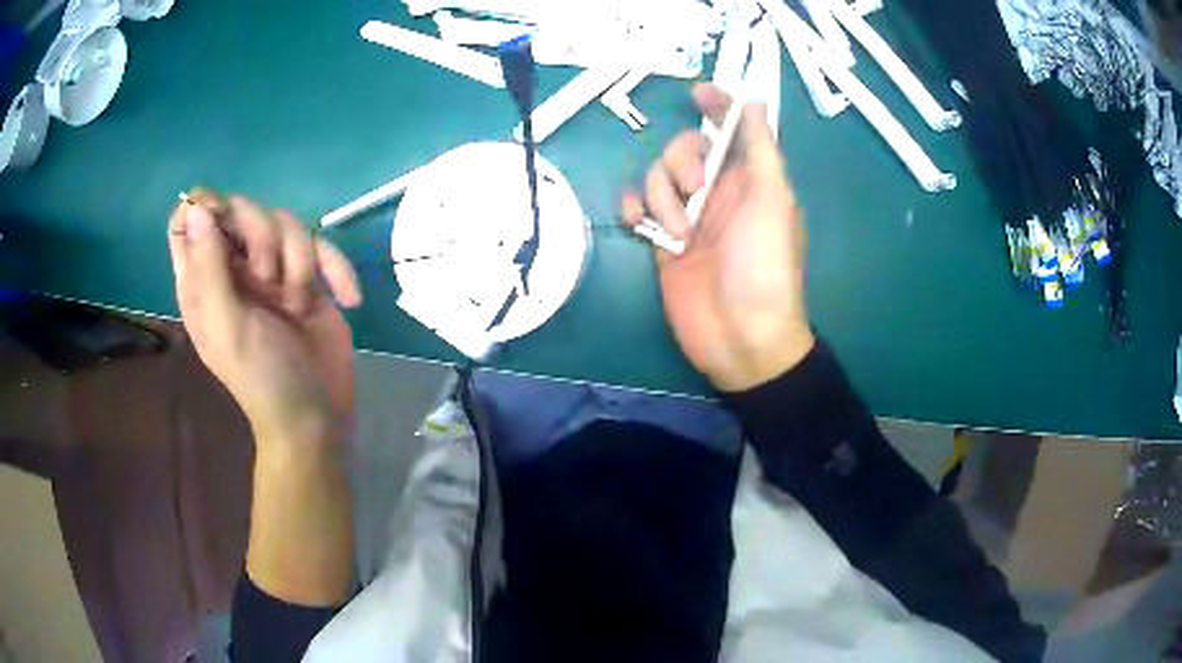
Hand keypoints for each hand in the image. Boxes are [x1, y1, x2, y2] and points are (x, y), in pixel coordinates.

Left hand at [168, 191, 362, 451]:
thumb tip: (198, 206)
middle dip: (263, 238)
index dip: (206, 208)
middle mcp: (234, 266)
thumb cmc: (261, 377)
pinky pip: (323, 245)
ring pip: (287, 222)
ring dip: (300, 262)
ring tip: (298, 305)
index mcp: (203, 279)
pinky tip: (347, 300)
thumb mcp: (227, 325)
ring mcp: (273, 270)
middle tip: (269, 282)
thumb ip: (209, 267)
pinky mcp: (309, 276)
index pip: (190, 219)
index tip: (227, 225)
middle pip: (242, 209)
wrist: (316, 416)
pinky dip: (338, 269)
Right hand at [621, 84, 813, 391]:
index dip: (717, 105)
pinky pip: (636, 207)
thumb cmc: (764, 266)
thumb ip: (760, 148)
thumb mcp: (771, 200)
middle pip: (684, 148)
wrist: (739, 336)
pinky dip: (634, 209)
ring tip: (680, 234)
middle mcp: (717, 191)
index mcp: (749, 179)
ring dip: (662, 197)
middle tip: (695, 192)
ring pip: (657, 176)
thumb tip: (755, 101)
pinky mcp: (660, 240)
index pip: (730, 129)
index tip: (698, 92)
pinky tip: (640, 225)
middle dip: (681, 162)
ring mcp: (686, 216)